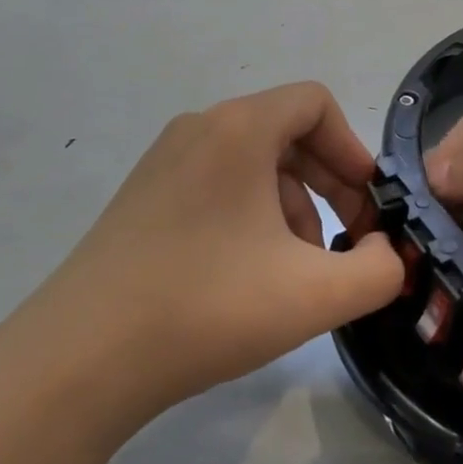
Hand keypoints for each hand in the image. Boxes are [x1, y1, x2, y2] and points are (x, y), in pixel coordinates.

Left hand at [32, 82, 401, 425]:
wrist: (79, 360)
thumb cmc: (207, 307)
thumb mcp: (316, 295)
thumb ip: (378, 270)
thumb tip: (383, 253)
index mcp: (239, 128)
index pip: (315, 103)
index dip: (352, 149)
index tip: (367, 206)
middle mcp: (199, 129)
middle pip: (286, 132)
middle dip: (328, 184)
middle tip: (346, 241)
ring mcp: (163, 162)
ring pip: (252, 163)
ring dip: (291, 205)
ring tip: (296, 269)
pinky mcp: (142, 197)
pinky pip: (217, 185)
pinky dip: (250, 215)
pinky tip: (249, 275)